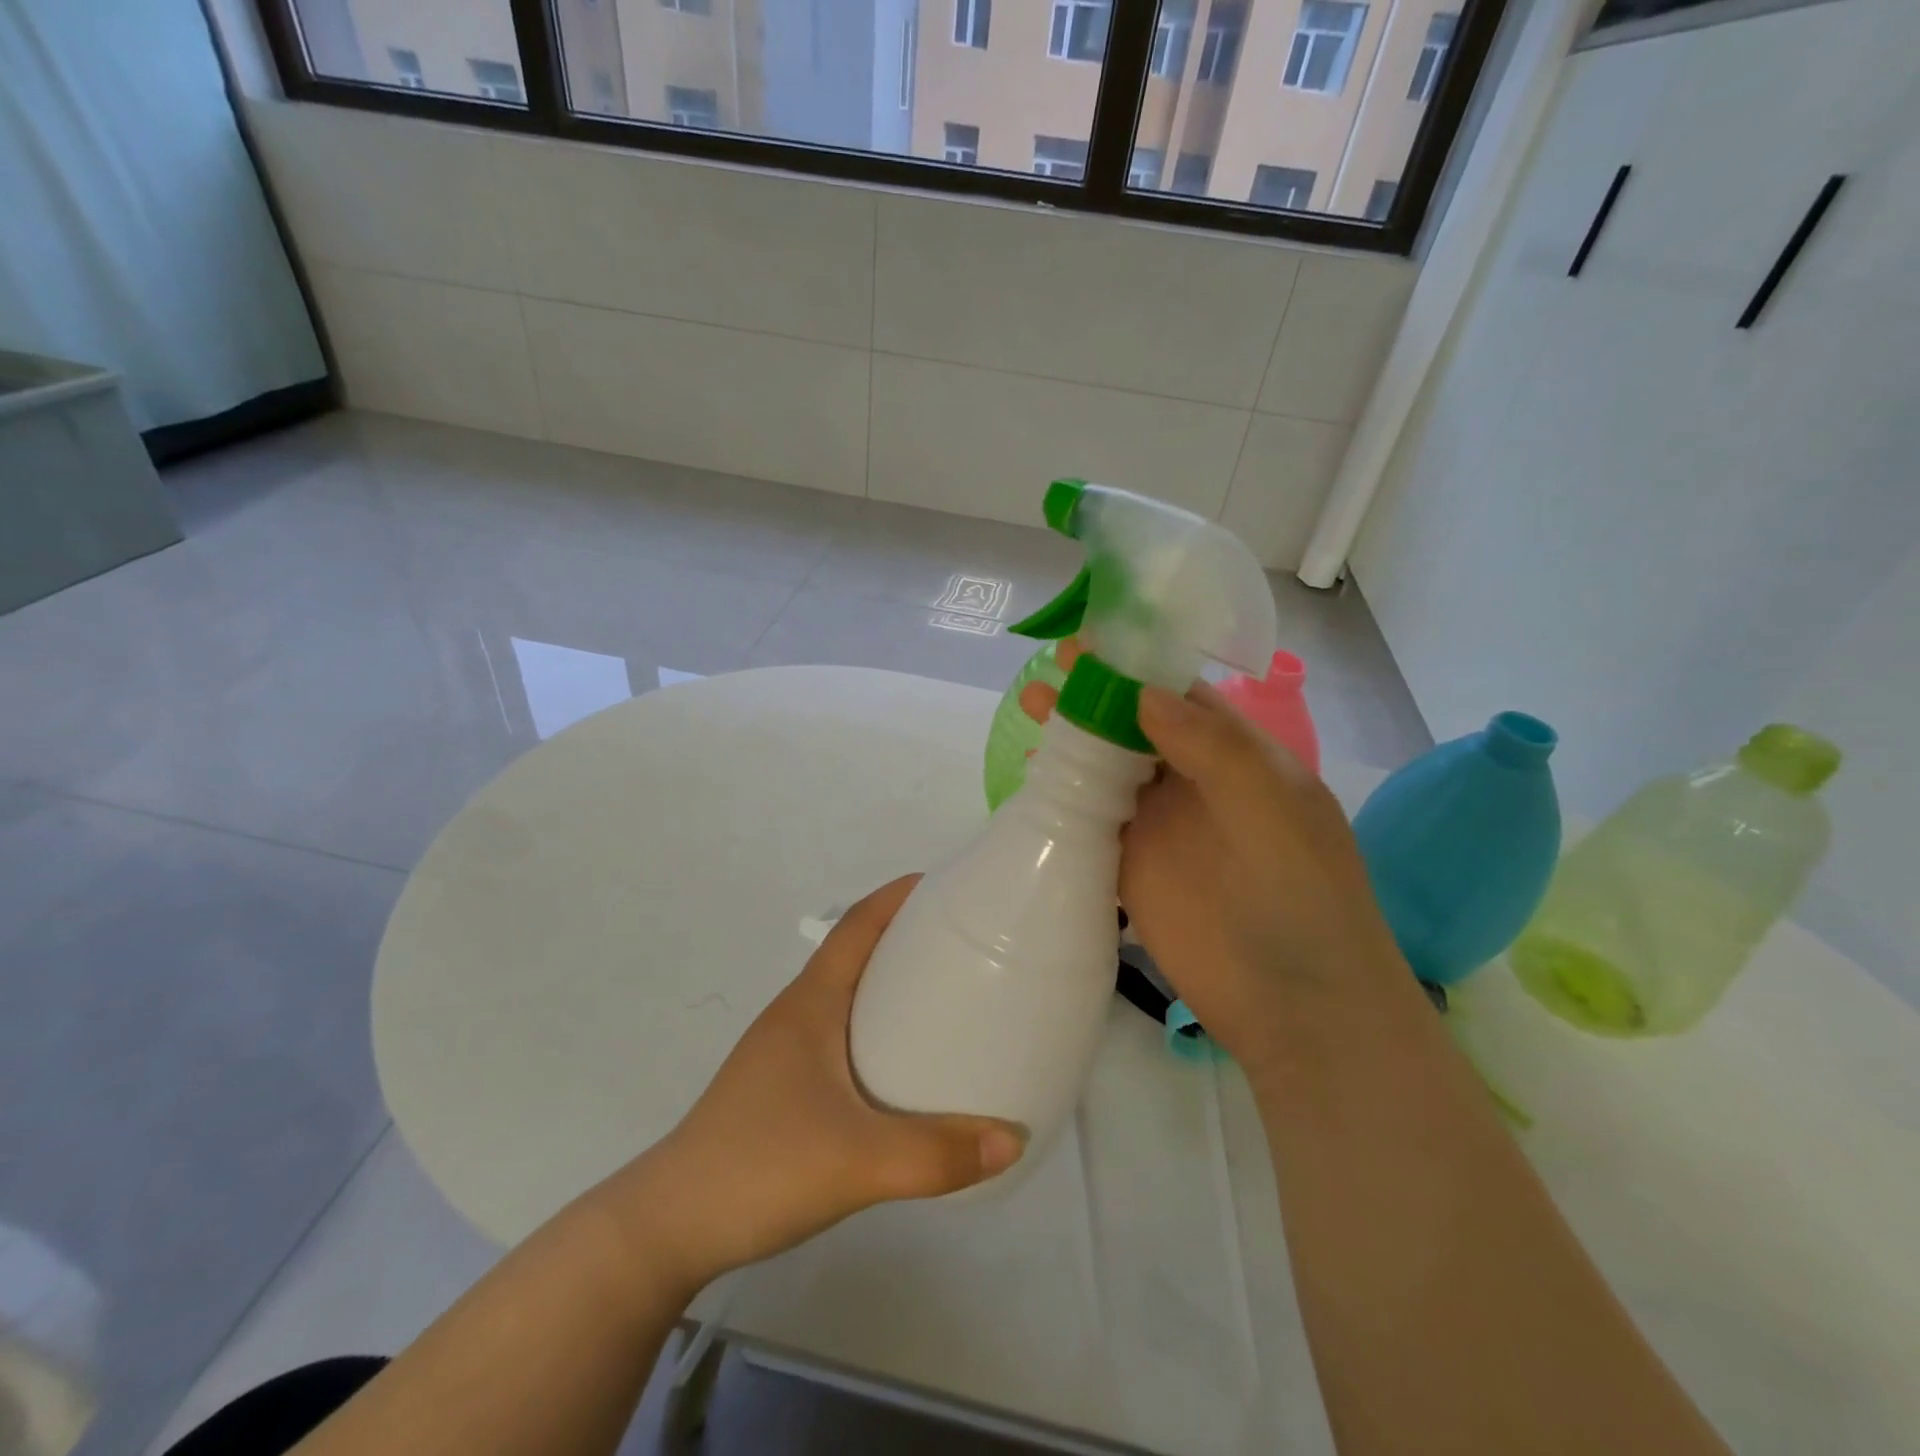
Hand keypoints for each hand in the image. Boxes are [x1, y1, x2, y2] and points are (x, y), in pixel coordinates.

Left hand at [600, 876, 1026, 1288]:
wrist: (669, 1227)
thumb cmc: (760, 1168)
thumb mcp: (857, 1162)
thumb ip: (937, 1155)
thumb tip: (1014, 1139)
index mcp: (811, 1003)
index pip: (857, 924)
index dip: (900, 896)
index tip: (951, 887)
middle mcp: (797, 1012)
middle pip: (857, 951)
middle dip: (909, 937)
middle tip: (969, 945)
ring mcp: (786, 1049)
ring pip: (848, 993)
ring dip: (892, 983)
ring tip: (949, 998)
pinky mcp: (784, 1084)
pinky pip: (842, 1032)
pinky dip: (878, 1026)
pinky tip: (905, 1065)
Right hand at [1021, 644, 1406, 1070]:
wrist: (1295, 1004)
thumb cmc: (1301, 895)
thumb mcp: (1272, 808)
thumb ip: (1213, 748)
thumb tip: (1143, 692)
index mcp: (1238, 755)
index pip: (1182, 693)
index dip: (1138, 663)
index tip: (1092, 637)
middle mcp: (1194, 781)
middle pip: (1136, 723)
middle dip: (1097, 692)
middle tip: (1051, 667)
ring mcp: (1160, 825)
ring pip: (1109, 765)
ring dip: (1074, 734)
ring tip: (1031, 705)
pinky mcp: (1130, 867)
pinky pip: (1092, 816)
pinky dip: (1064, 790)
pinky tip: (1033, 771)